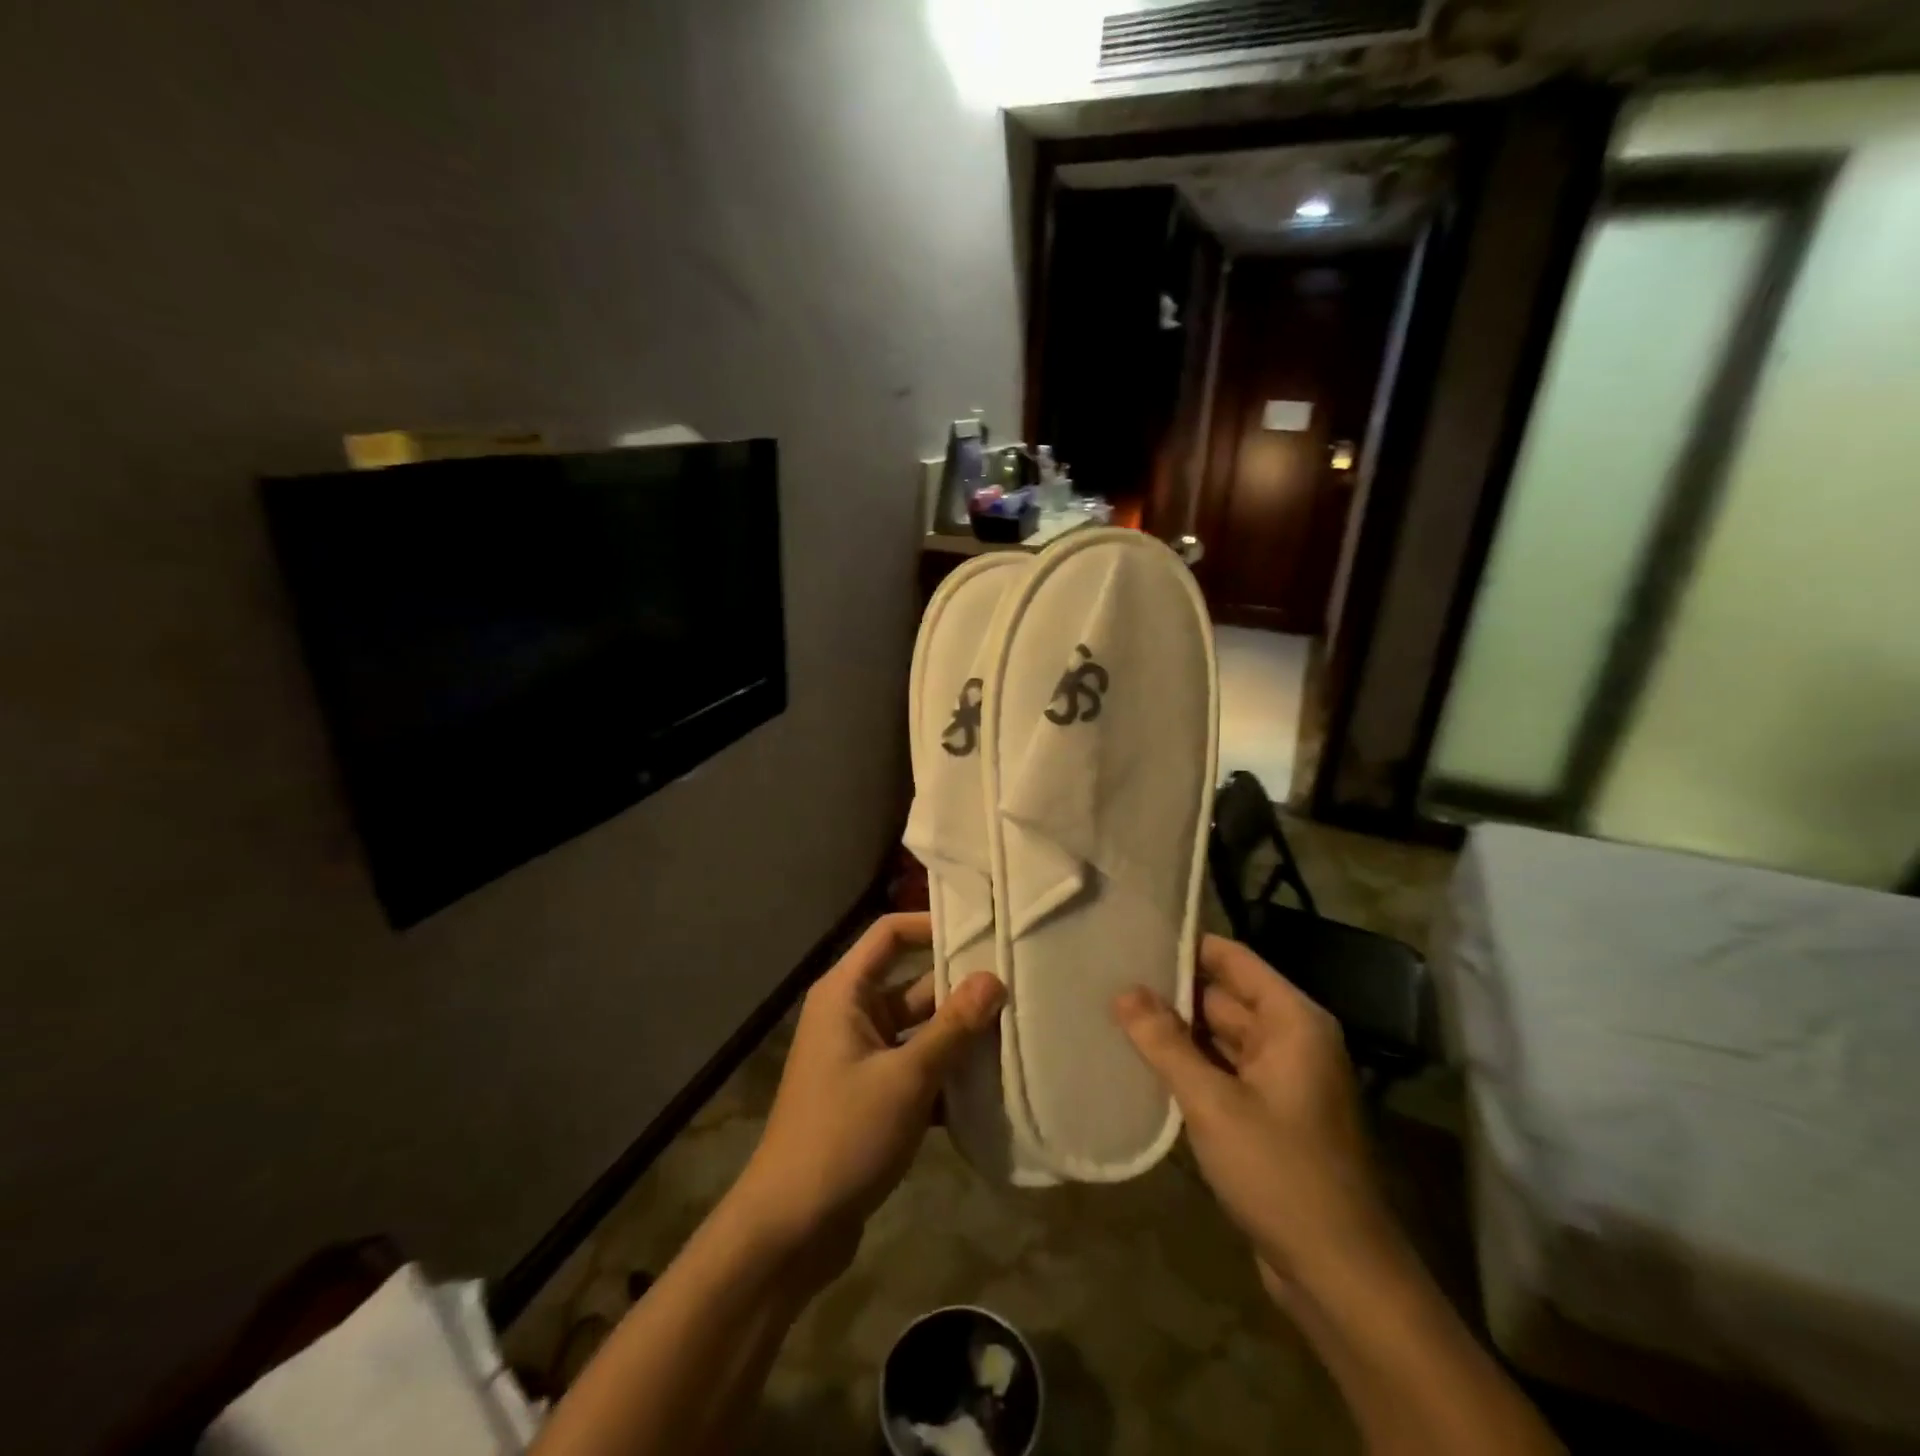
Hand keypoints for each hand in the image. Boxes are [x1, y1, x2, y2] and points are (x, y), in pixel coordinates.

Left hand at [729, 913, 1003, 1283]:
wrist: (790, 1228)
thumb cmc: (843, 1135)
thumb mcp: (906, 1078)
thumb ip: (952, 1028)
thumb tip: (994, 979)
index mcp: (845, 994)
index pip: (890, 934)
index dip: (932, 925)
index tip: (984, 931)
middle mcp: (851, 1015)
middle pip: (913, 983)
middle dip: (960, 989)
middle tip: (1018, 986)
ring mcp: (862, 1057)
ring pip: (920, 1030)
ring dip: (959, 1036)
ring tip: (1018, 1031)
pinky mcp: (872, 1095)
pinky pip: (917, 1068)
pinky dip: (947, 1074)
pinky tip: (992, 1086)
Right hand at [1114, 935, 1389, 1282]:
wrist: (1339, 1276)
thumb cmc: (1281, 1173)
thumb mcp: (1213, 1103)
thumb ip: (1165, 1043)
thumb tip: (1123, 992)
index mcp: (1292, 1021)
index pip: (1232, 959)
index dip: (1185, 946)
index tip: (1132, 937)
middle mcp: (1291, 1039)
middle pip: (1223, 996)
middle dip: (1170, 990)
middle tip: (1109, 976)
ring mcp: (1280, 1078)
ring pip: (1218, 1036)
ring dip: (1175, 1030)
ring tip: (1114, 1010)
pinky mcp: (1268, 1113)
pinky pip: (1222, 1070)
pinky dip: (1189, 1064)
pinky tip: (1143, 1061)